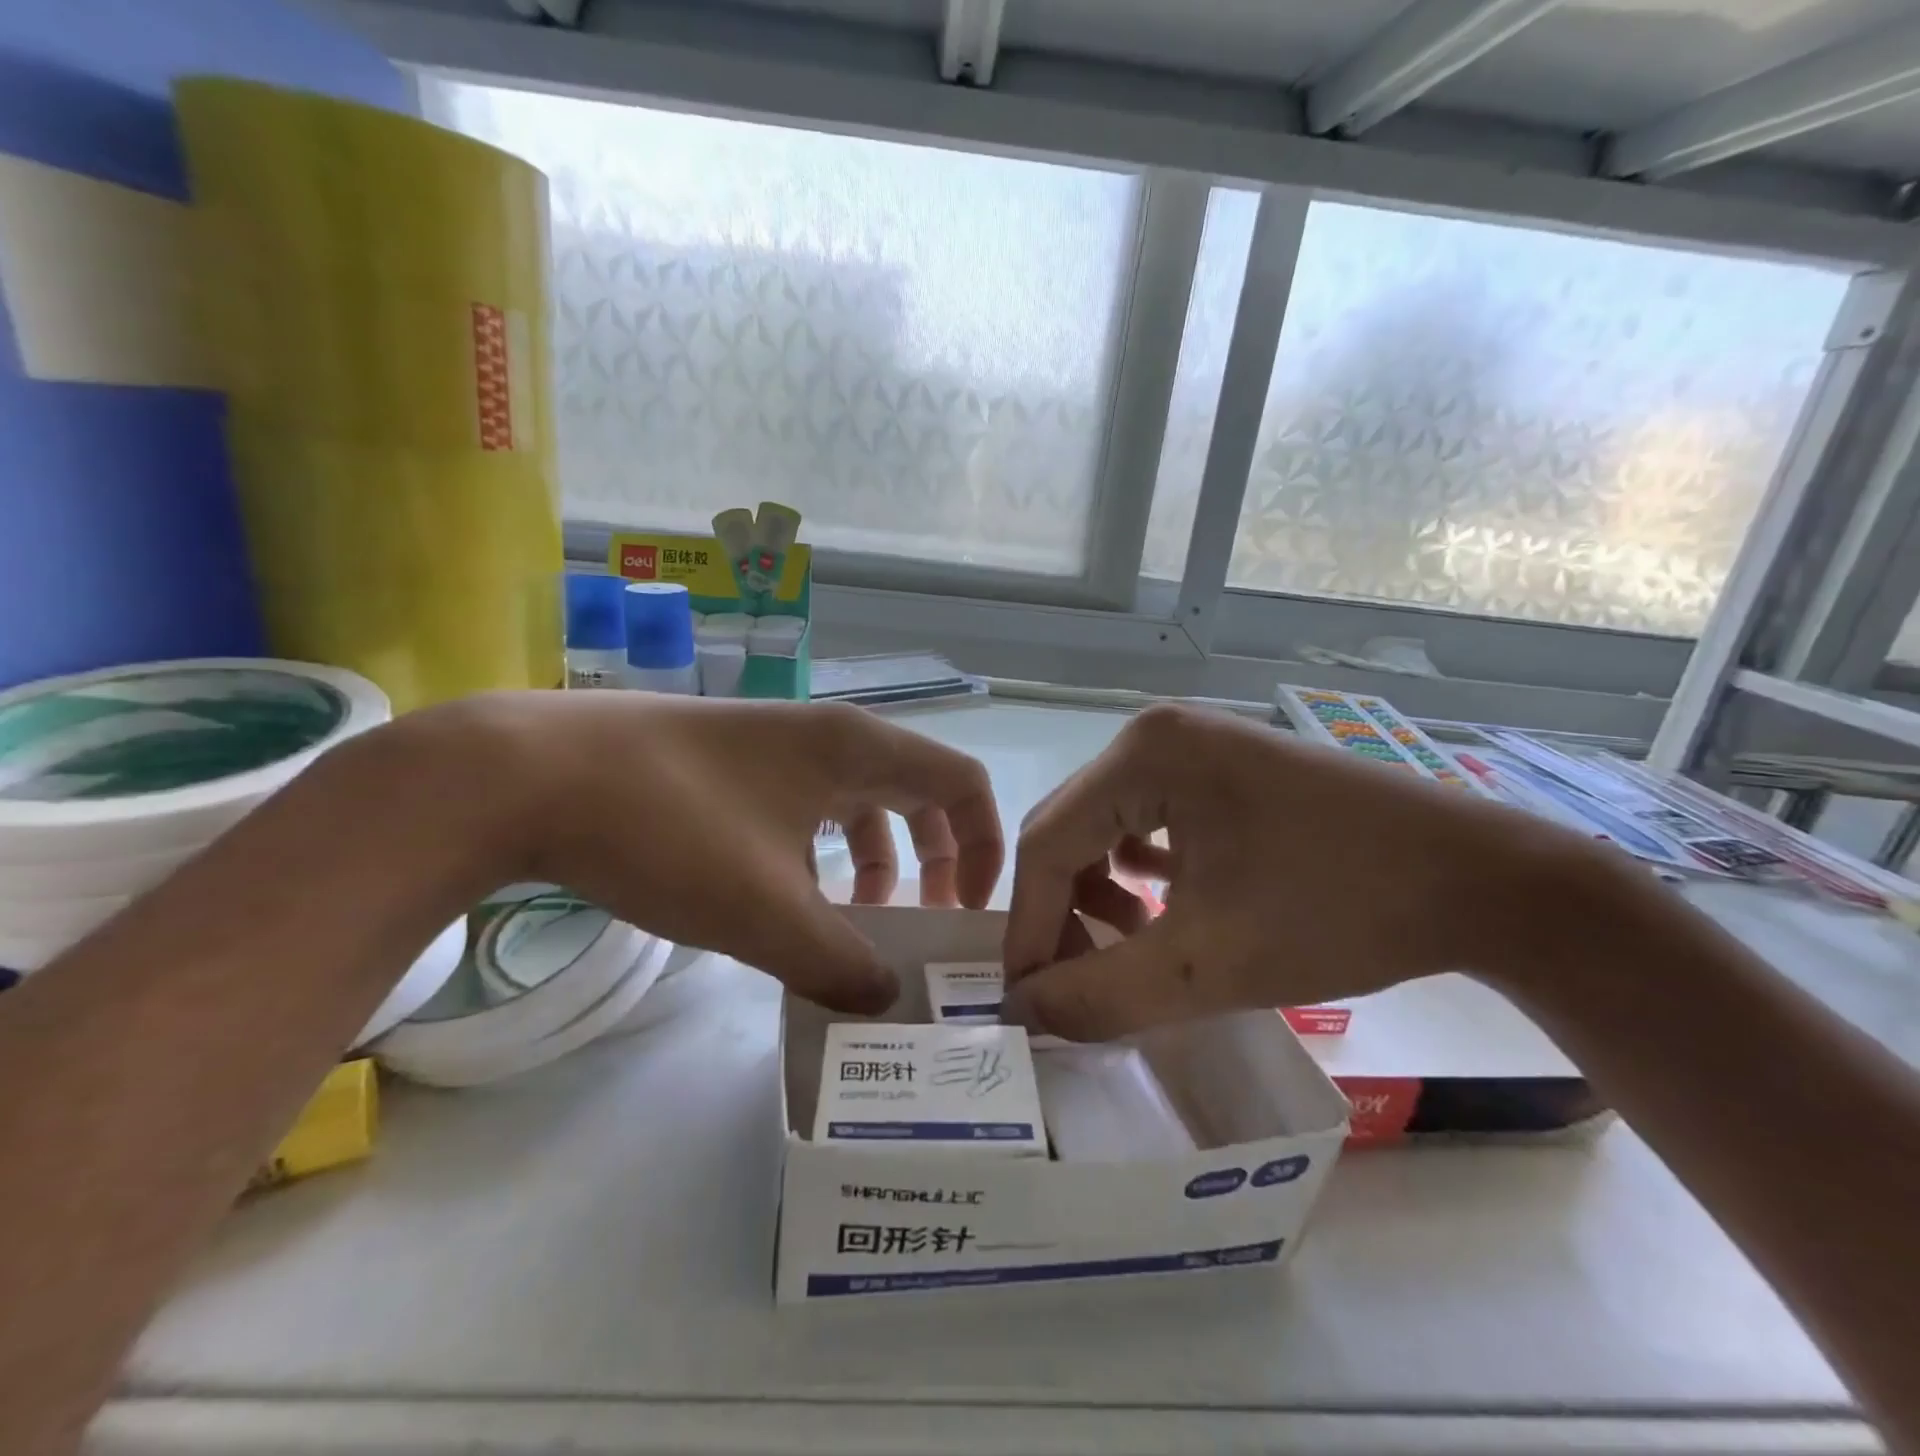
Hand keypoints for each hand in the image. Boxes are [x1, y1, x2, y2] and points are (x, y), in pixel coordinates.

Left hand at [439, 693, 1001, 1013]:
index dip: (984, 845)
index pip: (962, 783)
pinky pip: (804, 807)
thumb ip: (839, 964)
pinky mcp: (727, 763)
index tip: (965, 912)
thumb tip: (883, 1004)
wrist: (524, 774)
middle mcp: (825, 735)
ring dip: (872, 862)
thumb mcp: (766, 913)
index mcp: (856, 749)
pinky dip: (817, 855)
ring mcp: (772, 744)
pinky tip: (783, 901)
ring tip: (850, 924)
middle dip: (933, 860)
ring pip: (855, 802)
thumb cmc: (668, 829)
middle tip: (920, 924)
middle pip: (915, 791)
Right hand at [1001, 702, 1588, 1039]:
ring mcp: (1193, 745)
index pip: (1048, 844)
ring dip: (1096, 893)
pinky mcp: (1222, 769)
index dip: (1029, 928)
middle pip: (1071, 830)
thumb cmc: (1340, 911)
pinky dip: (1137, 870)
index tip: (1025, 1002)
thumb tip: (1023, 1013)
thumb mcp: (1207, 966)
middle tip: (1072, 982)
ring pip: (1105, 827)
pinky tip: (1154, 908)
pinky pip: (1148, 819)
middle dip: (1062, 911)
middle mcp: (1155, 734)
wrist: (1486, 882)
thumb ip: (1099, 995)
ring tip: (1123, 947)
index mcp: (1143, 754)